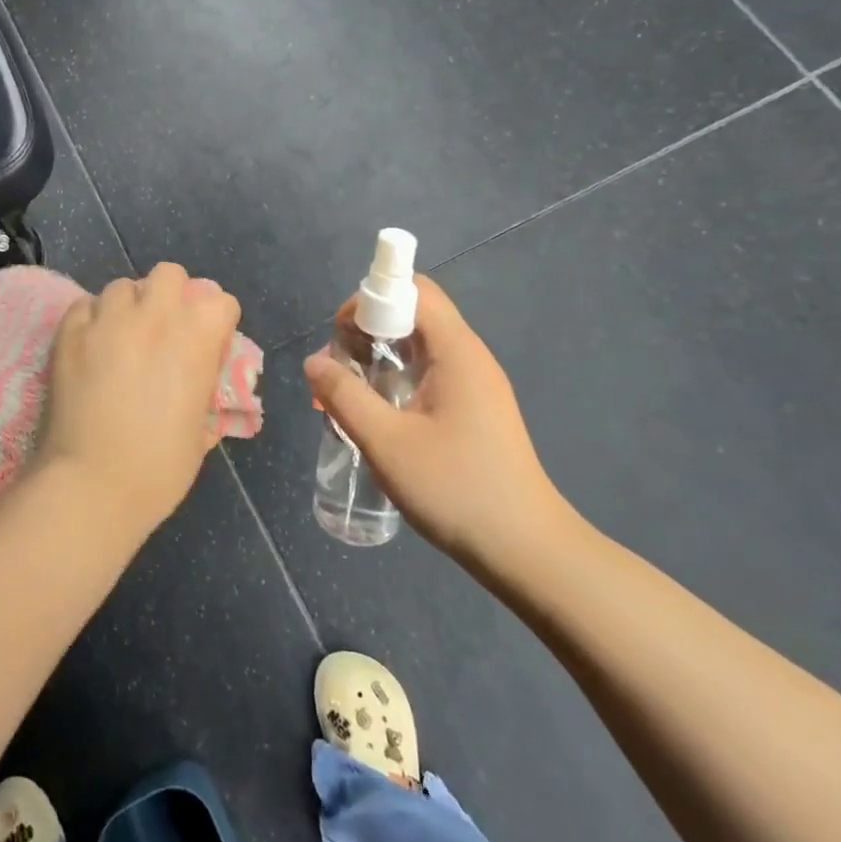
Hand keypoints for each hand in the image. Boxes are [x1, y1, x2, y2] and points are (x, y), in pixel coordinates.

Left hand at [38, 264, 242, 530]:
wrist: (93, 484)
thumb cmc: (160, 467)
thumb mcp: (201, 427)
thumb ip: (202, 387)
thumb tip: (195, 377)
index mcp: (198, 337)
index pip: (220, 301)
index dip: (215, 322)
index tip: (207, 344)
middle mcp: (155, 315)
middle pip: (169, 275)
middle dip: (170, 295)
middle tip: (162, 329)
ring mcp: (108, 319)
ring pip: (123, 286)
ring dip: (128, 306)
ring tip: (121, 337)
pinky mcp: (69, 331)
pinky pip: (85, 305)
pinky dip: (92, 319)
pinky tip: (90, 346)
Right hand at [303, 276, 579, 585]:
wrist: (526, 550)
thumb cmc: (456, 489)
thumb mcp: (386, 442)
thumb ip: (344, 396)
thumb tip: (314, 362)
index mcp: (456, 352)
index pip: (413, 291)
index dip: (370, 300)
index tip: (340, 338)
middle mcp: (469, 358)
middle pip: (413, 315)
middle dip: (367, 332)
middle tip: (337, 372)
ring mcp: (475, 385)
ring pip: (418, 348)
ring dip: (378, 360)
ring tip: (346, 397)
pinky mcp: (475, 410)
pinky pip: (428, 375)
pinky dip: (396, 381)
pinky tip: (376, 418)